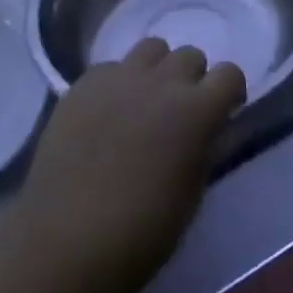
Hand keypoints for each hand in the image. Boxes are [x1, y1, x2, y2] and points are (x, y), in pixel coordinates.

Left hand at [16, 39, 245, 291]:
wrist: (62, 243)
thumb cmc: (137, 236)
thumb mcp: (189, 199)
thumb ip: (202, 152)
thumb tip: (205, 132)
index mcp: (196, 111)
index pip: (230, 75)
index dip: (229, 92)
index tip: (223, 112)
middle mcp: (162, 81)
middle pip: (190, 56)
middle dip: (191, 80)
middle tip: (178, 114)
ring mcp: (120, 77)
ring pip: (152, 49)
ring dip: (156, 71)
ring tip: (143, 104)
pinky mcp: (85, 83)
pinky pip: (112, 68)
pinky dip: (117, 85)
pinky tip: (105, 116)